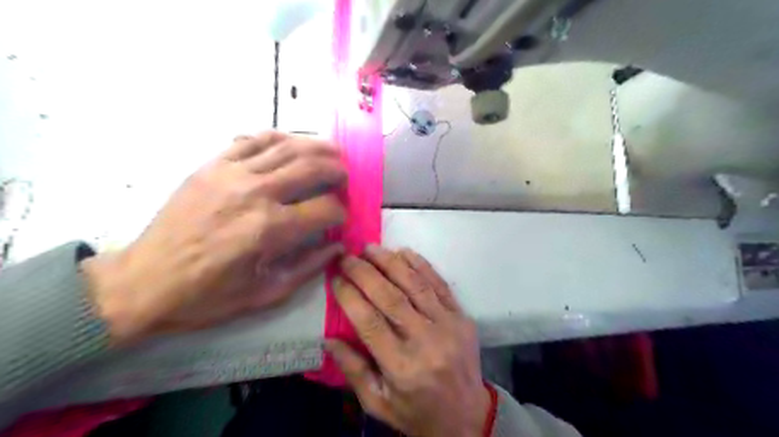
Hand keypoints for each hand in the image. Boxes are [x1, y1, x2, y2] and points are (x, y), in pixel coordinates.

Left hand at [80, 131, 342, 345]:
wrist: (144, 282)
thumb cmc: (209, 296)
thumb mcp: (267, 293)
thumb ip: (310, 267)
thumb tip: (338, 246)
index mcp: (272, 229)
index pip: (326, 208)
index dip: (341, 212)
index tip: (341, 217)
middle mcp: (256, 193)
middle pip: (312, 167)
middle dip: (338, 171)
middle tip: (345, 177)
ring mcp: (232, 173)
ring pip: (287, 147)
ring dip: (317, 147)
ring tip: (331, 153)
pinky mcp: (212, 165)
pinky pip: (253, 140)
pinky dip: (278, 138)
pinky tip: (290, 145)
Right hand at [329, 246, 490, 436]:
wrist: (467, 417)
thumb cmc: (416, 412)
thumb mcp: (378, 402)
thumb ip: (353, 370)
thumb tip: (328, 339)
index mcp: (402, 367)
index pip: (369, 322)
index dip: (350, 296)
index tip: (335, 279)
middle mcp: (426, 341)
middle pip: (390, 298)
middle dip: (365, 273)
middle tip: (347, 257)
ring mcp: (448, 325)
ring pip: (415, 285)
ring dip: (391, 262)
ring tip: (370, 248)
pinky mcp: (462, 317)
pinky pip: (440, 284)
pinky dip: (421, 265)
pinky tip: (404, 252)